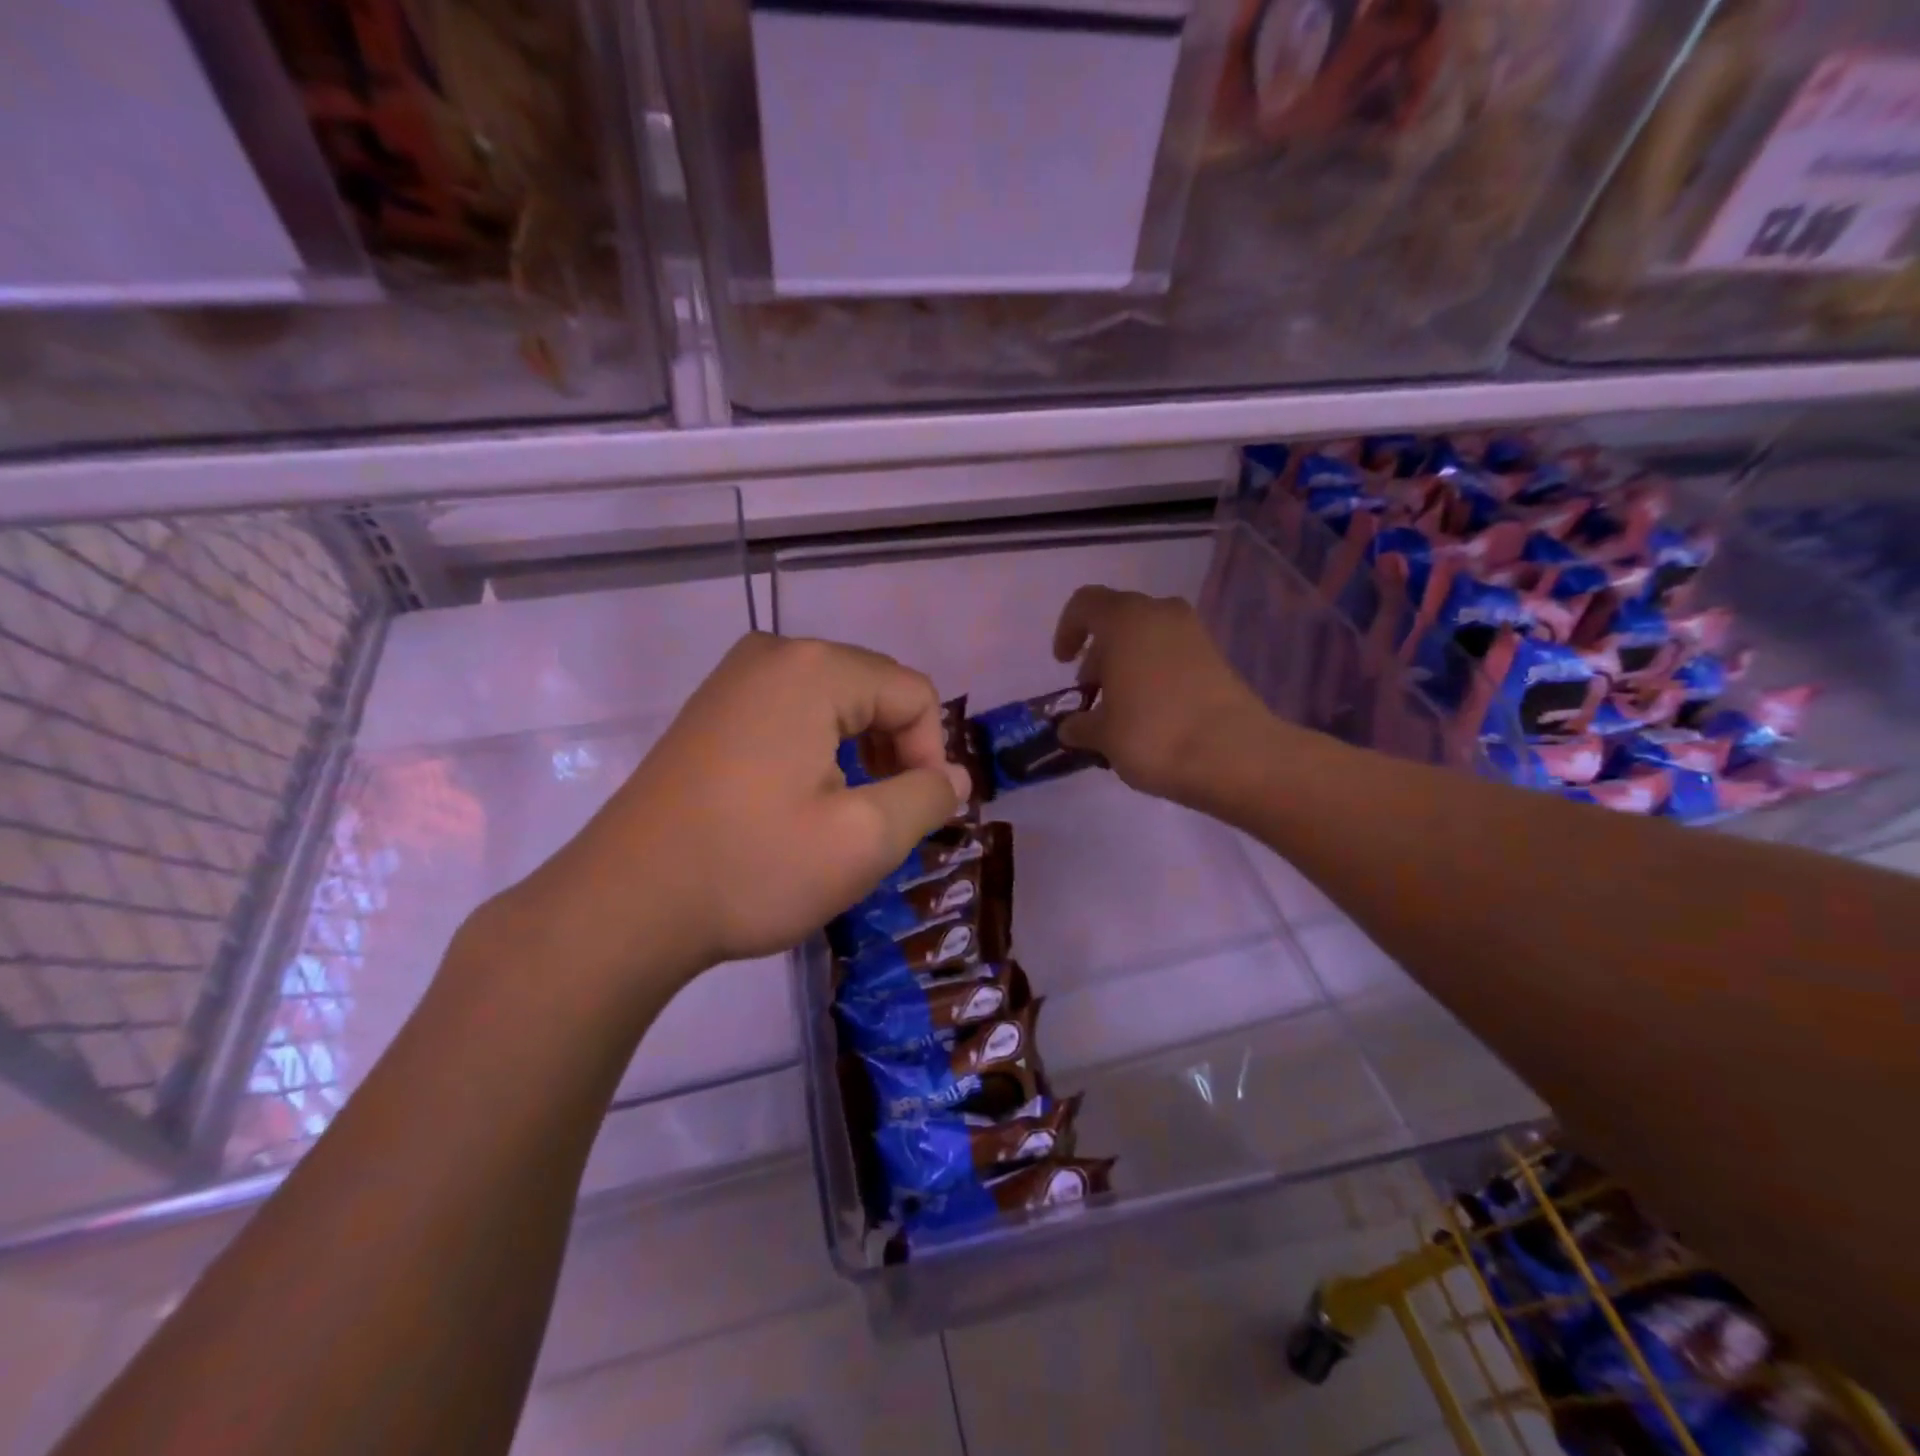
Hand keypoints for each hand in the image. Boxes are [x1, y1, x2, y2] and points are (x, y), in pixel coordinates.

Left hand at [480, 634, 967, 1007]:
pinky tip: (801, 804)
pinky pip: (793, 715)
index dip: (931, 756)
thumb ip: (927, 798)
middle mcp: (774, 654)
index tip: (913, 818)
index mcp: (815, 668)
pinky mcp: (712, 710)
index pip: (915, 694)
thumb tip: (955, 778)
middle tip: (881, 821)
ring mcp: (734, 679)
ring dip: (858, 757)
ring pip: (836, 705)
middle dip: (894, 754)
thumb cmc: (752, 867)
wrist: (624, 905)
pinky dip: (817, 754)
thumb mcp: (864, 840)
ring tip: (845, 817)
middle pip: (876, 691)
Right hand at [1052, 585, 1271, 806]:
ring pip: (1148, 638)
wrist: (1234, 755)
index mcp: (1124, 620)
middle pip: (1118, 620)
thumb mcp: (1102, 735)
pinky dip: (1156, 675)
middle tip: (1092, 694)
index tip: (1063, 663)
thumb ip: (1080, 725)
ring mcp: (1194, 634)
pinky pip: (1173, 656)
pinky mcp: (1217, 658)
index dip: (1067, 630)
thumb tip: (1071, 727)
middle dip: (1100, 654)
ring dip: (1128, 665)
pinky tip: (1152, 714)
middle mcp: (1160, 614)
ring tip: (1120, 709)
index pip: (1085, 604)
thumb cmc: (1152, 733)